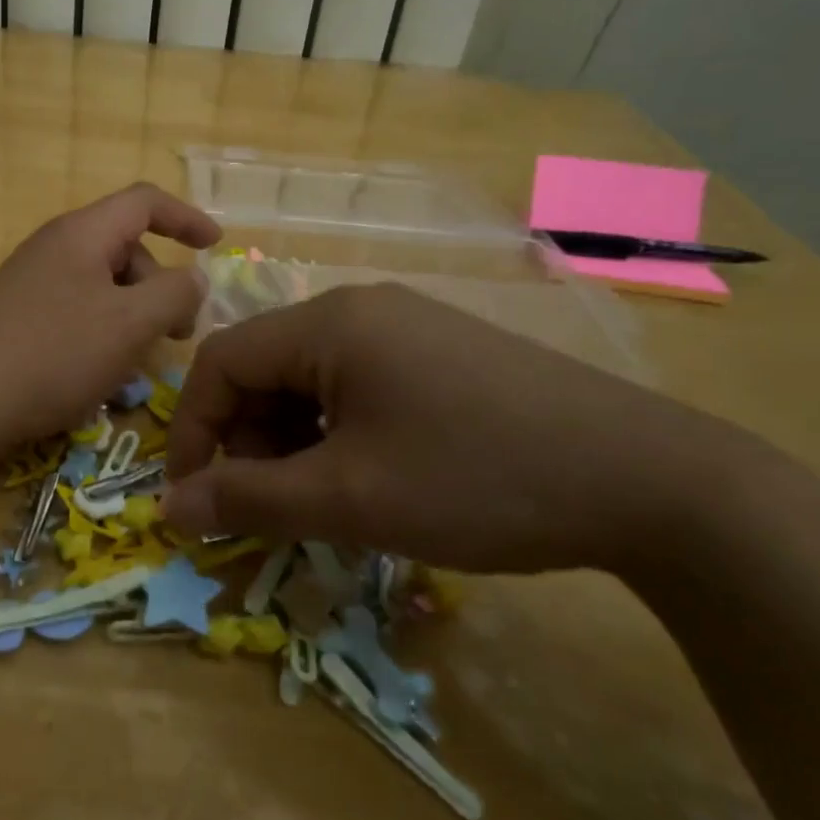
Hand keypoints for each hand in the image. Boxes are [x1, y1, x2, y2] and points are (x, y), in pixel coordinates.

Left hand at [0, 183, 220, 456]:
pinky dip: (104, 330)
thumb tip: (194, 279)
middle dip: (161, 285)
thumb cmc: (53, 354)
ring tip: (138, 361)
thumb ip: (174, 294)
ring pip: (104, 284)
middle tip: (177, 335)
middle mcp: (56, 246)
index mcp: (82, 233)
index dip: (186, 218)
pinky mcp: (20, 314)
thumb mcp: (129, 324)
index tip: (216, 246)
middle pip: (127, 248)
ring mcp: (33, 281)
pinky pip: (78, 309)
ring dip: (134, 314)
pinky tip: (102, 371)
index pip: (145, 202)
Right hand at [162, 283, 761, 574]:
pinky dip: (339, 434)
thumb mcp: (348, 499)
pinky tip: (372, 479)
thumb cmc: (476, 480)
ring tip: (325, 502)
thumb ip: (248, 500)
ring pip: (311, 382)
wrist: (649, 481)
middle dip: (249, 441)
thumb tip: (170, 506)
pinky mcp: (441, 355)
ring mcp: (406, 328)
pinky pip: (358, 387)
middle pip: (266, 369)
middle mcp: (361, 310)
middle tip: (270, 510)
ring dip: (294, 442)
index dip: (194, 432)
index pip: (221, 362)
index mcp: (329, 323)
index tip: (195, 500)